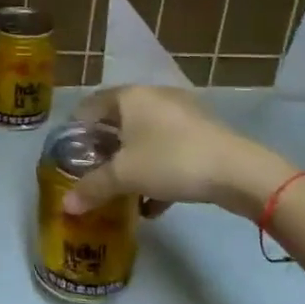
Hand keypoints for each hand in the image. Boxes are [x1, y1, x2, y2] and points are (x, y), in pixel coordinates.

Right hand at [62, 85, 295, 216]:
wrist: (238, 171)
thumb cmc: (170, 160)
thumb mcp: (124, 176)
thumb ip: (92, 188)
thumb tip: (66, 206)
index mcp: (130, 97)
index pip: (91, 105)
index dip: (76, 130)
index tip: (69, 155)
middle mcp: (153, 97)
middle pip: (118, 122)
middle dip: (104, 151)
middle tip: (93, 175)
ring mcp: (181, 114)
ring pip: (145, 138)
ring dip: (131, 164)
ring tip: (122, 193)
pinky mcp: (201, 134)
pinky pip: (168, 150)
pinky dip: (157, 172)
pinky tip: (154, 204)